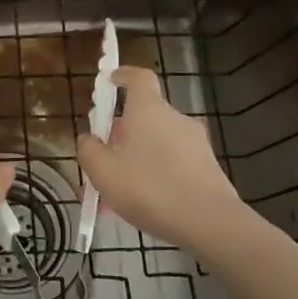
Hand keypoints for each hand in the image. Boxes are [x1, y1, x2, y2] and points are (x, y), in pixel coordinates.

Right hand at [76, 67, 250, 252]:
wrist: (210, 223)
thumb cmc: (150, 188)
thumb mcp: (104, 172)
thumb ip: (89, 151)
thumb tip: (88, 138)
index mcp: (149, 110)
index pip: (139, 77)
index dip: (124, 75)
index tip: (110, 81)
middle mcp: (175, 118)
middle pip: (146, 115)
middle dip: (124, 132)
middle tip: (105, 156)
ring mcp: (196, 143)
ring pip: (159, 143)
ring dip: (139, 158)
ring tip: (121, 190)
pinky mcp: (209, 167)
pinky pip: (175, 163)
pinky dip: (158, 174)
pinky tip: (146, 204)